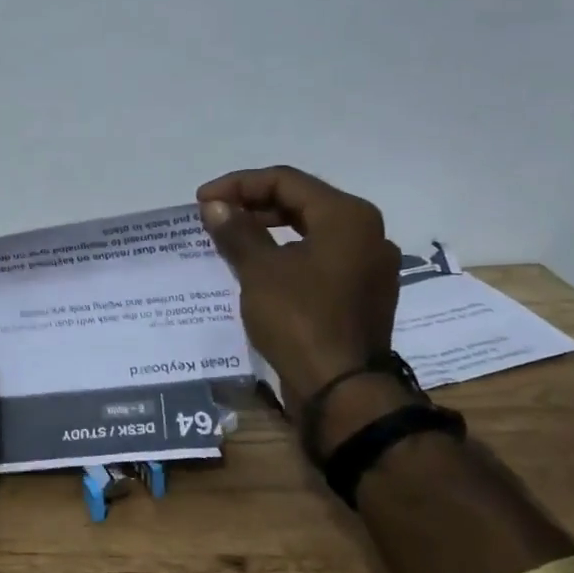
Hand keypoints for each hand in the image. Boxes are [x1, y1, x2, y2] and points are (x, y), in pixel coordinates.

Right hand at [196, 166, 401, 400]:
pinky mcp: (364, 293)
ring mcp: (370, 266)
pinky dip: (289, 253)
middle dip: (254, 204)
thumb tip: (214, 205)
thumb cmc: (300, 320)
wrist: (342, 391)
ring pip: (313, 230)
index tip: (203, 200)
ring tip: (232, 239)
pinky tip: (261, 267)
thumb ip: (236, 230)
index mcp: (348, 216)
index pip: (286, 181)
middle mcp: (368, 233)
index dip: (239, 185)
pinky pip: (322, 257)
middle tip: (215, 216)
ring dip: (270, 228)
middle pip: (303, 201)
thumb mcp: (260, 270)